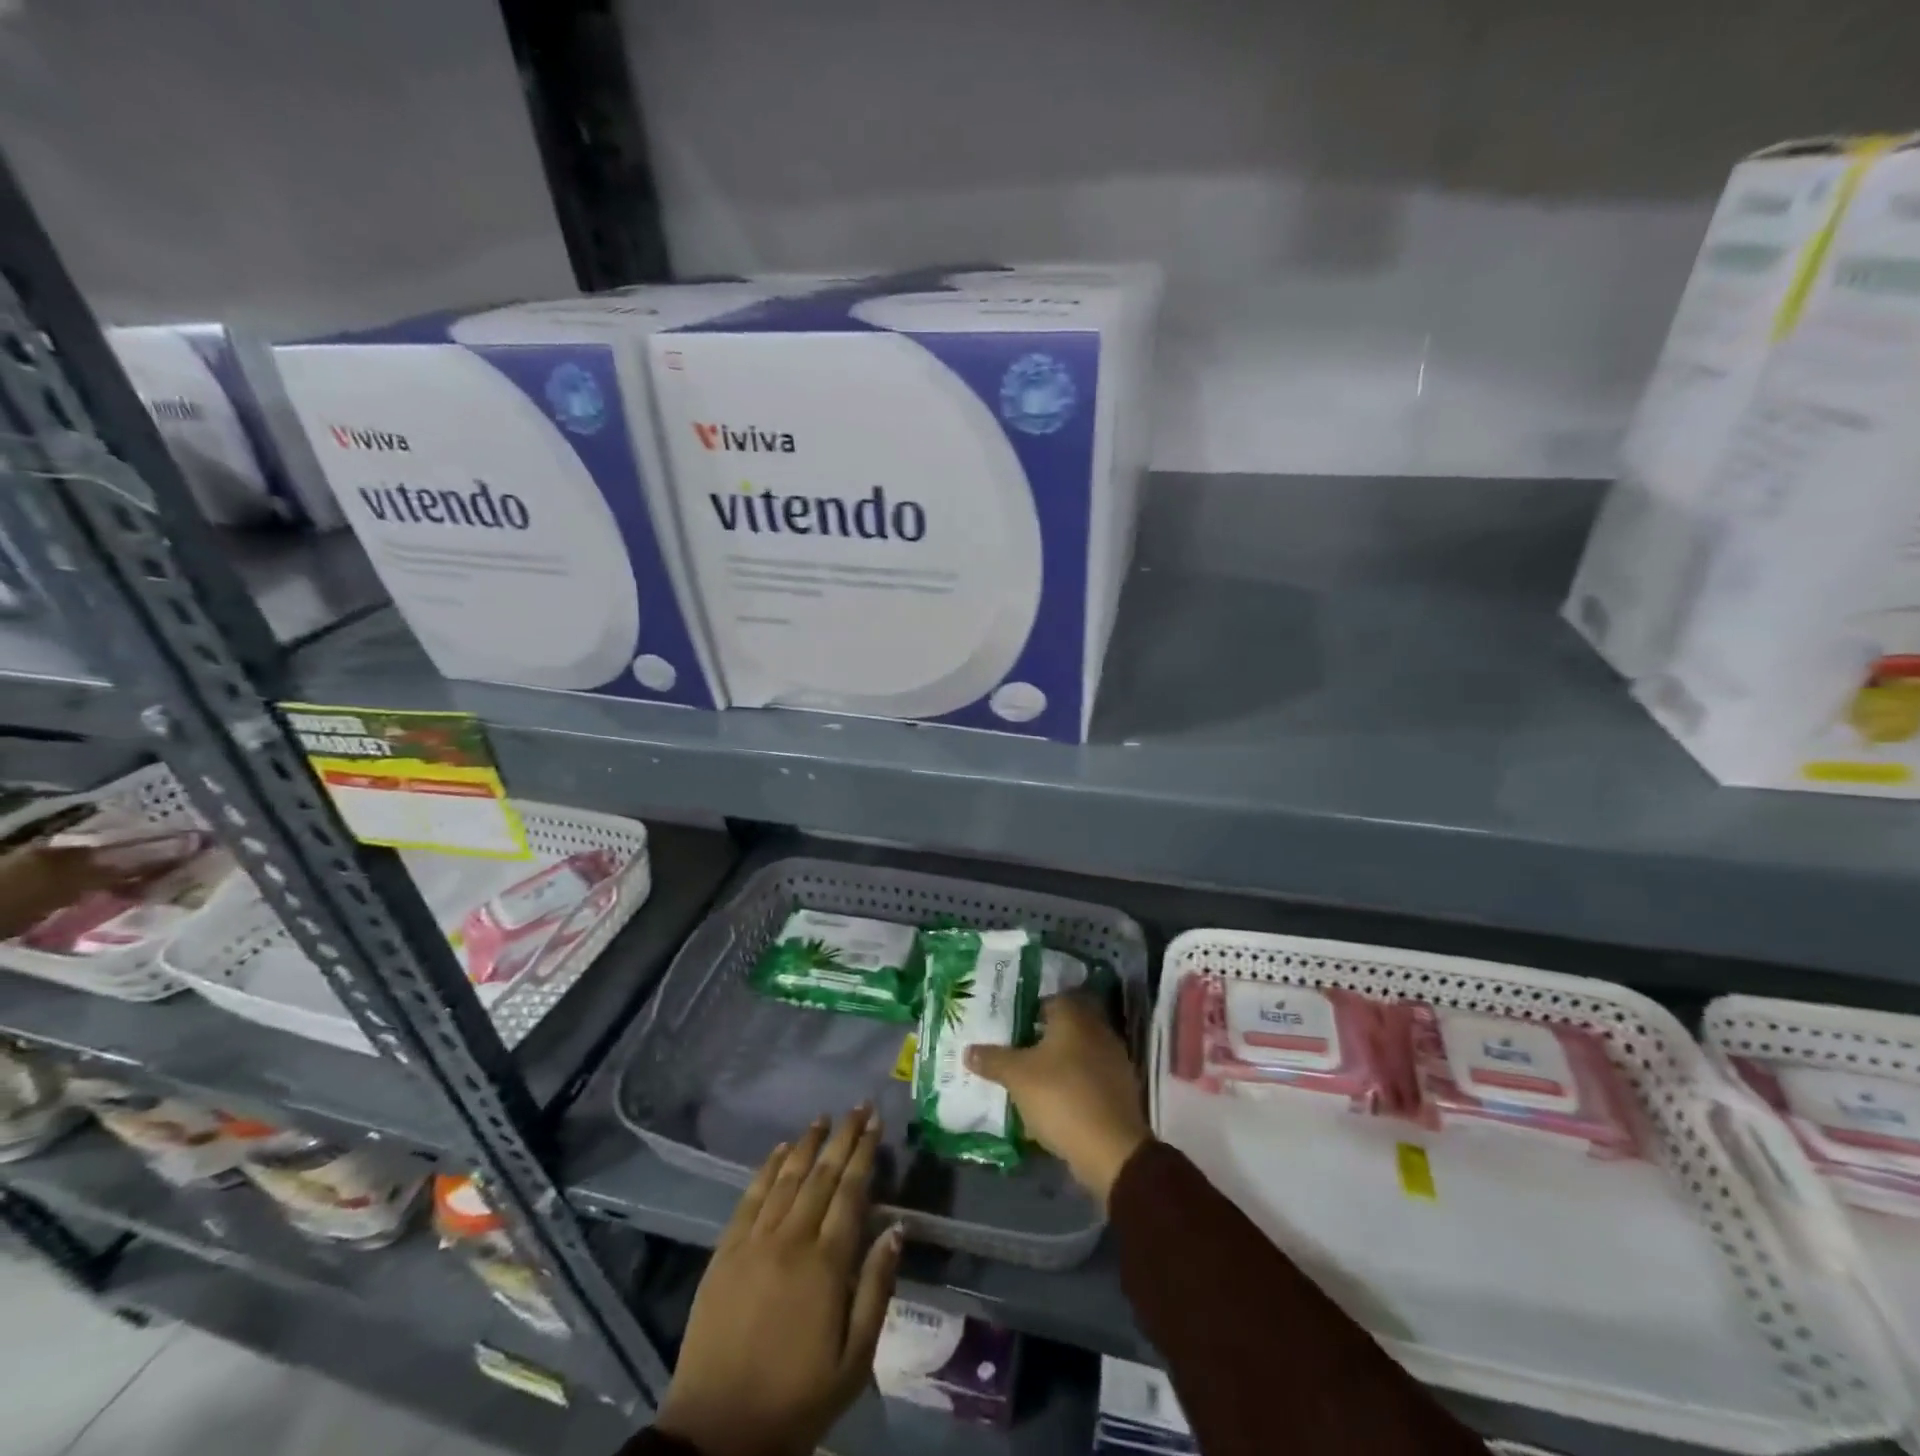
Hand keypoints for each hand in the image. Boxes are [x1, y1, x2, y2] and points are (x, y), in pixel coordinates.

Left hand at [655, 1108, 902, 1455]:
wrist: (716, 1434)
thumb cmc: (795, 1401)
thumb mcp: (853, 1362)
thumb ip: (876, 1289)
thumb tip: (897, 1228)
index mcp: (826, 1264)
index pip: (851, 1192)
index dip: (864, 1153)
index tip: (876, 1123)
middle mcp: (791, 1240)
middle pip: (822, 1175)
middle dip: (843, 1136)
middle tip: (858, 1106)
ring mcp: (754, 1242)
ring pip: (786, 1178)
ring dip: (806, 1143)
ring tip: (823, 1118)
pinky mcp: (725, 1253)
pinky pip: (749, 1198)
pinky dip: (767, 1169)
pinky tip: (779, 1150)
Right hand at [966, 993, 1150, 1205]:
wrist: (1111, 1149)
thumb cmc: (1061, 1097)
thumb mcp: (1017, 1077)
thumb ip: (993, 1060)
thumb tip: (968, 1050)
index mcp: (1075, 1017)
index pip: (1051, 999)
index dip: (1030, 1009)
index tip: (1011, 1024)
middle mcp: (1098, 1030)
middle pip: (1066, 1026)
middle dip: (1043, 1036)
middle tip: (1016, 1048)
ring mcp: (1113, 1060)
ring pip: (1079, 1052)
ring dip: (1059, 1061)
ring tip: (1032, 1077)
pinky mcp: (1120, 1089)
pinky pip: (1090, 1076)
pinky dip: (1074, 1083)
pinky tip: (1056, 1099)